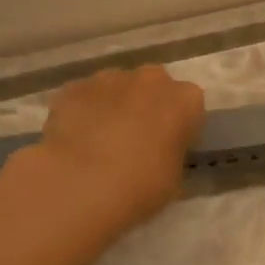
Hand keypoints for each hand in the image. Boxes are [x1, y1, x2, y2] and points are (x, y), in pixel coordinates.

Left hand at [31, 64, 205, 232]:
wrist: (81, 184)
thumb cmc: (141, 185)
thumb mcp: (174, 177)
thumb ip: (171, 153)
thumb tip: (159, 152)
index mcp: (185, 100)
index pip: (190, 105)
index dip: (179, 125)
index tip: (170, 145)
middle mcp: (151, 79)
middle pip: (154, 85)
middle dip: (147, 104)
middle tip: (136, 137)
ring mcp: (109, 79)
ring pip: (117, 86)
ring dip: (114, 104)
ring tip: (101, 139)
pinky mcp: (74, 88)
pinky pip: (84, 96)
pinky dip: (83, 110)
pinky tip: (74, 138)